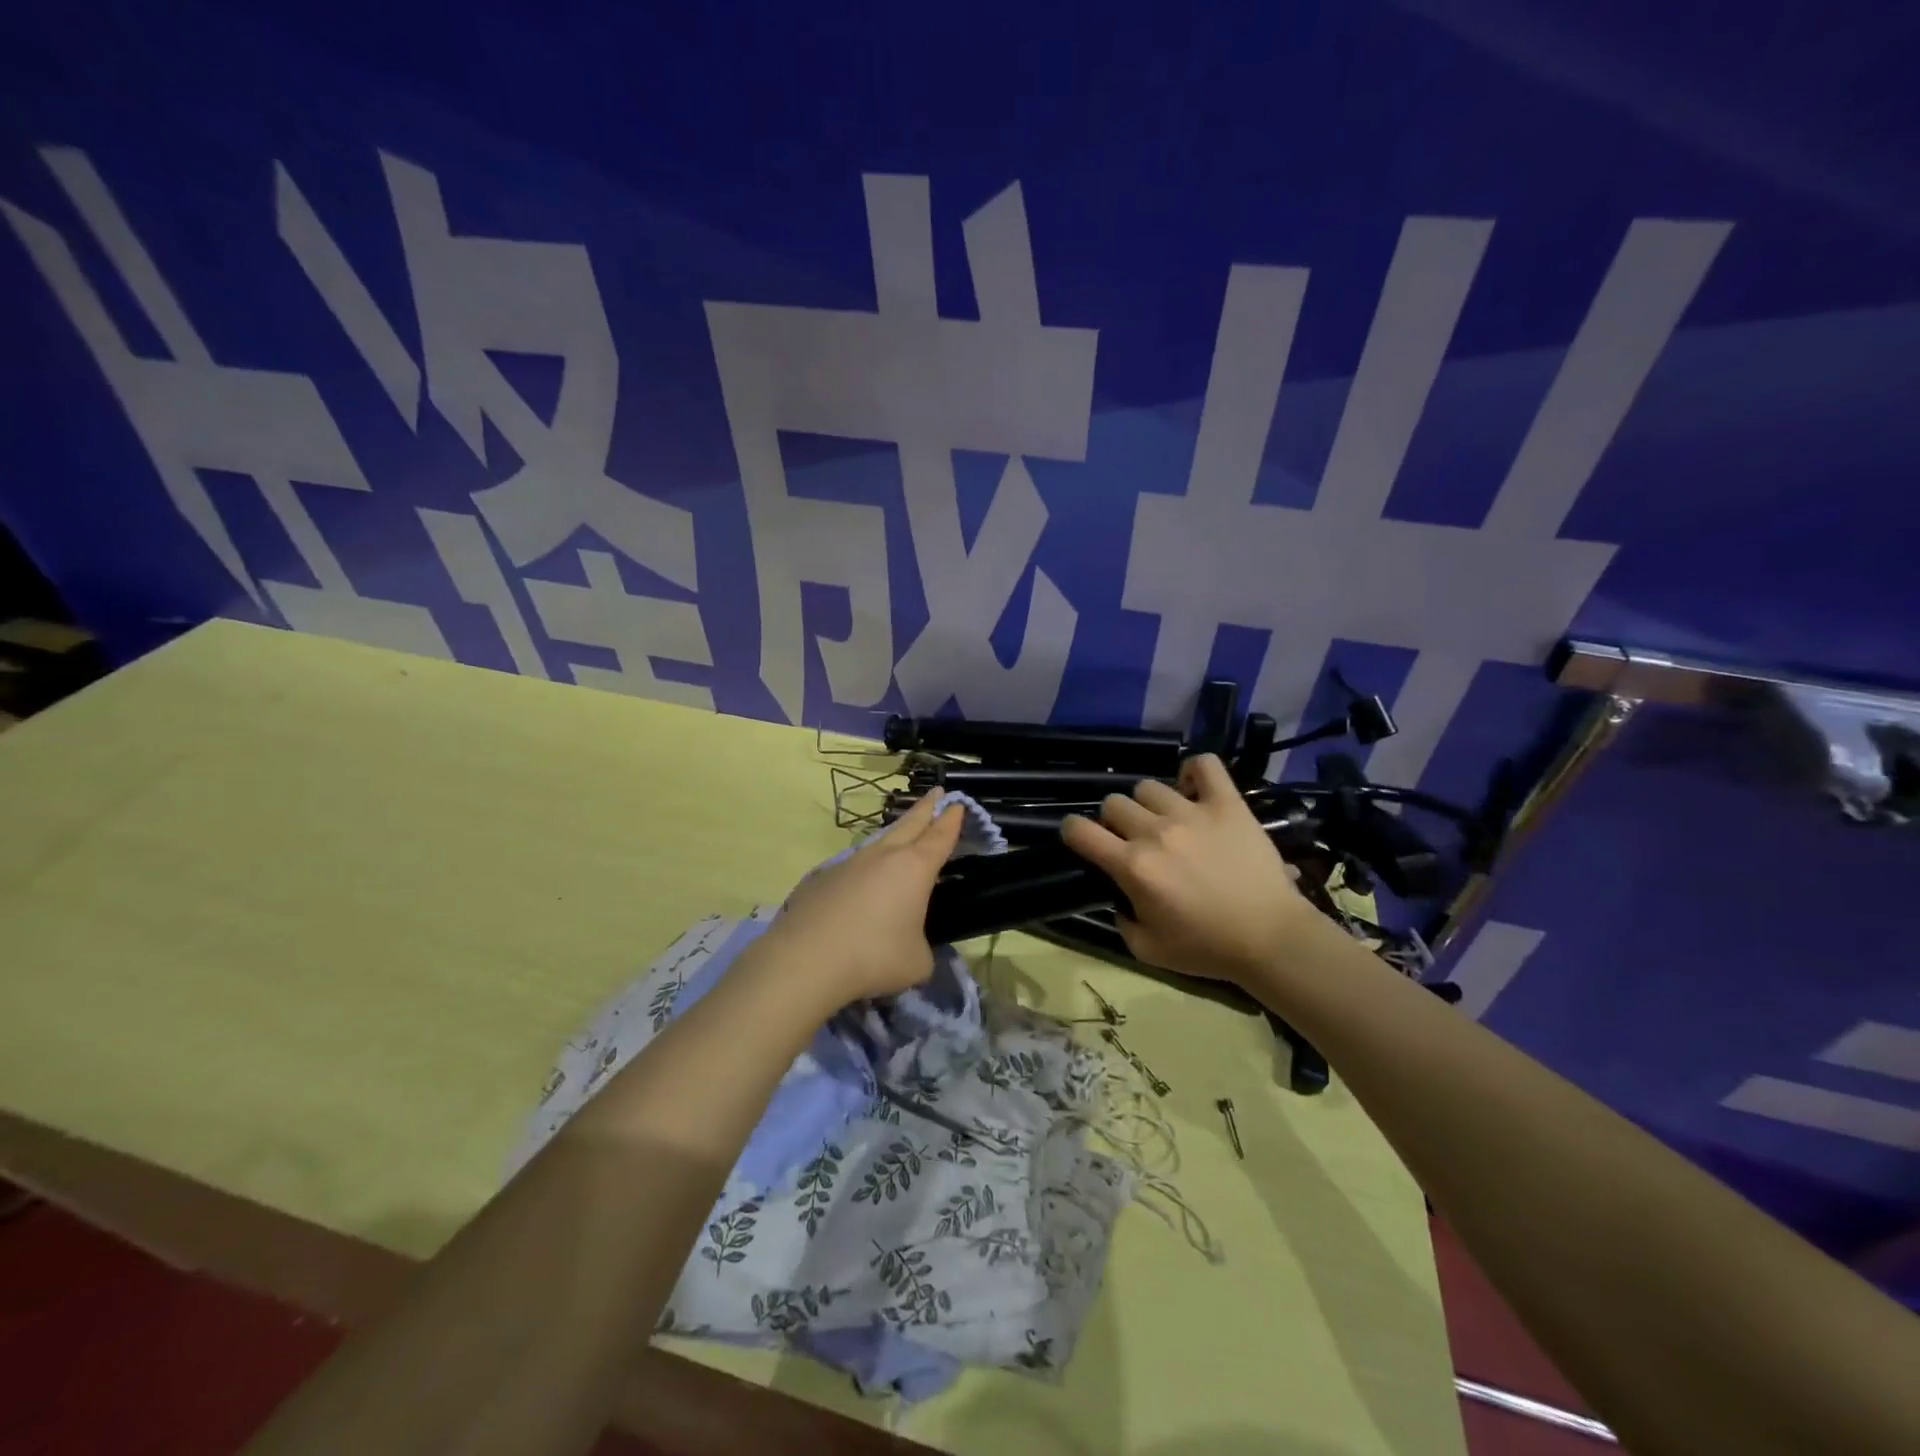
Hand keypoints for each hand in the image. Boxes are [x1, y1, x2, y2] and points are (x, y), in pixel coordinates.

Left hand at [760, 790, 963, 1008]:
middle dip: (925, 808)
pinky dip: (863, 870)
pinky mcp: (821, 878)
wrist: (806, 960)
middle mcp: (882, 856)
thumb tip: (911, 947)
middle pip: (909, 824)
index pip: (939, 836)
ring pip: (877, 842)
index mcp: (914, 868)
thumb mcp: (917, 962)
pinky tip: (859, 887)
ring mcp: (849, 863)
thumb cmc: (874, 957)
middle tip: (936, 793)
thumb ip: (922, 948)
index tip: (957, 804)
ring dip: (893, 836)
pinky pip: (851, 867)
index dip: (951, 819)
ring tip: (900, 837)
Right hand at [1060, 754, 1321, 984]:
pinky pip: (1204, 764)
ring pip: (1149, 786)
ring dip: (1150, 804)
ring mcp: (1192, 812)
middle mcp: (1155, 832)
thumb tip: (1119, 894)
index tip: (1081, 838)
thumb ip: (1120, 919)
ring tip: (1167, 820)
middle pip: (1114, 803)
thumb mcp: (1146, 949)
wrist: (1270, 937)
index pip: (1080, 830)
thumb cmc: (1207, 947)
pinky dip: (1194, 771)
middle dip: (1115, 821)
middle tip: (1134, 840)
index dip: (1072, 830)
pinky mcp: (1227, 803)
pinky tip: (1194, 790)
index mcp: (1132, 866)